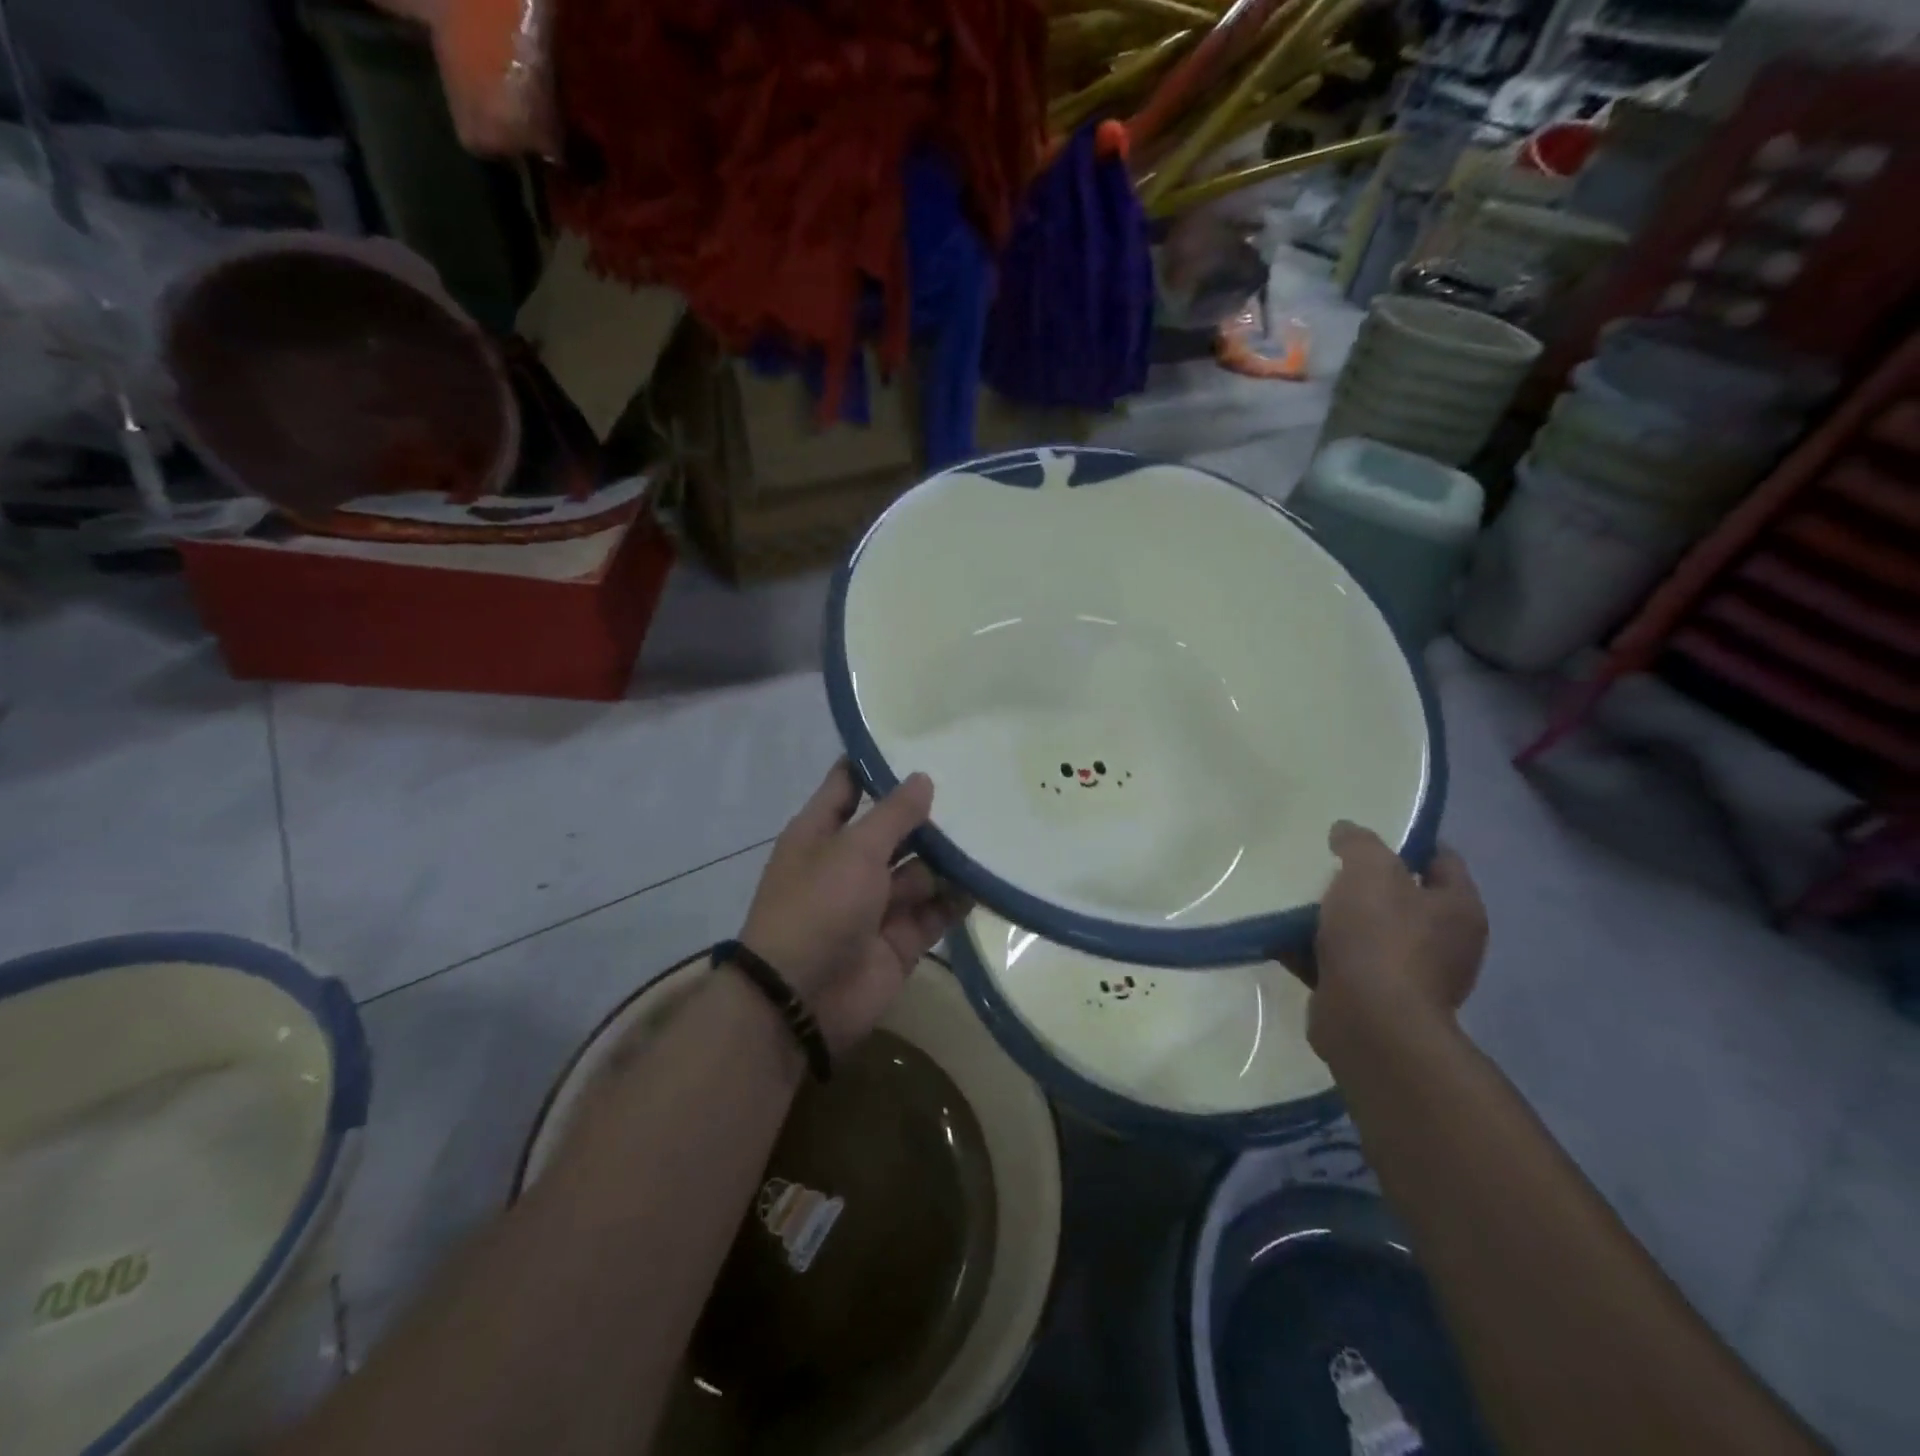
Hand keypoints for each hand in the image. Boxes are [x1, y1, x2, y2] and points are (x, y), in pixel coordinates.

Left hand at [738, 762, 970, 1052]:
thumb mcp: (854, 850)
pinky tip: (991, 878)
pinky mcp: (901, 939)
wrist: (802, 999)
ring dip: (949, 858)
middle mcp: (849, 863)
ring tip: (994, 829)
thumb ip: (893, 815)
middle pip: (894, 829)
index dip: (877, 764)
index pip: (849, 785)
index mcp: (822, 833)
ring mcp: (876, 903)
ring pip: (920, 871)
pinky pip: (935, 911)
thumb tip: (922, 778)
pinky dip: (957, 899)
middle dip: (928, 815)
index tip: (918, 739)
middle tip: (977, 785)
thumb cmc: (818, 906)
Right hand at [1306, 821, 1486, 1057]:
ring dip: (1335, 919)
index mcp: (1458, 909)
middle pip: (1402, 898)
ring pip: (1367, 932)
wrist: (1368, 1023)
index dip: (1408, 841)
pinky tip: (1282, 937)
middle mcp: (1444, 944)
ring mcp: (1409, 976)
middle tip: (1327, 865)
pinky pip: (1339, 963)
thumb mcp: (1369, 871)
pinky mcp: (1373, 1000)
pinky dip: (1314, 951)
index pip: (1441, 859)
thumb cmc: (1380, 938)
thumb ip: (1359, 843)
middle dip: (1363, 883)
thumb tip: (1346, 830)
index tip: (1366, 833)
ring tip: (1296, 899)